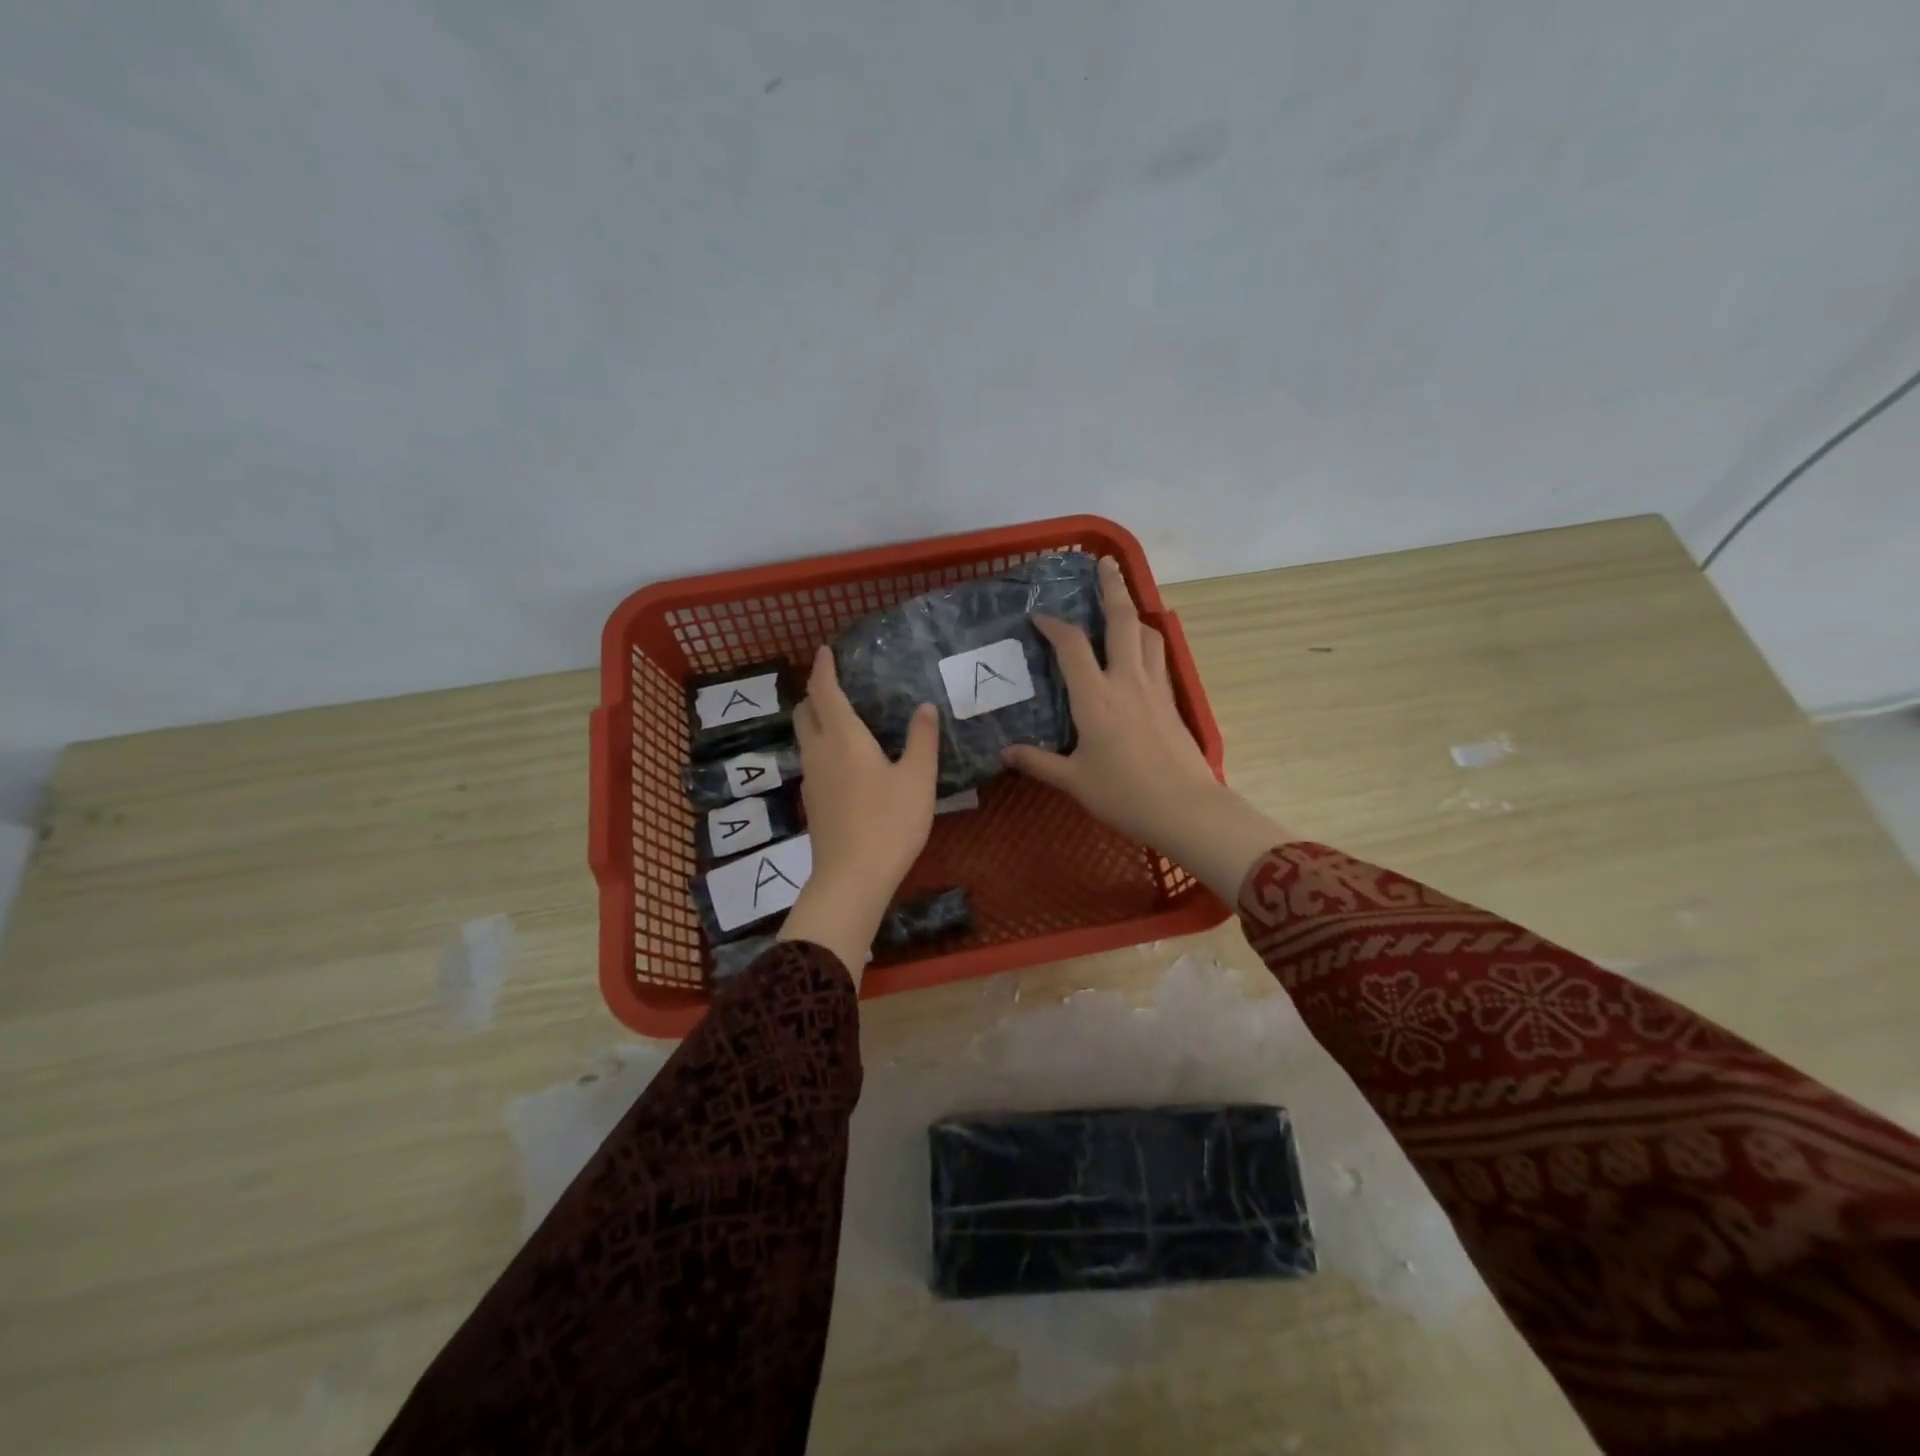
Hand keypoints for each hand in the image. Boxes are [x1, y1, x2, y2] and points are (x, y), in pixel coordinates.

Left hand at [778, 646, 938, 982]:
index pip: (824, 691)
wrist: (852, 878)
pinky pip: (813, 761)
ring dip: (816, 721)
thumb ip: (922, 739)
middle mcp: (819, 752)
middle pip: (804, 712)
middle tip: (834, 684)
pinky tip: (845, 761)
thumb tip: (924, 707)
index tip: (824, 650)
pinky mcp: (813, 803)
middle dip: (814, 692)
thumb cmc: (889, 823)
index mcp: (843, 738)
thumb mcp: (918, 779)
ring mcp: (811, 780)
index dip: (823, 667)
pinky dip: (822, 747)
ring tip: (841, 719)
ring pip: (805, 738)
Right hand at [1004, 556, 1292, 902]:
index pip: (1071, 646)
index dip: (1053, 625)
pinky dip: (1148, 641)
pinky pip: (1159, 657)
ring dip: (1134, 613)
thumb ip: (1038, 763)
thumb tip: (1006, 753)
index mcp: (1095, 696)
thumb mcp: (1073, 780)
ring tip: (1124, 604)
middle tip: (1105, 563)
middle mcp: (1126, 680)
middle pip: (1121, 620)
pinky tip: (1143, 649)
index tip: (1039, 616)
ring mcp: (1154, 687)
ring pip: (1147, 634)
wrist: (1185, 808)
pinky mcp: (1172, 701)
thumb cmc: (1123, 794)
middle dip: (1112, 587)